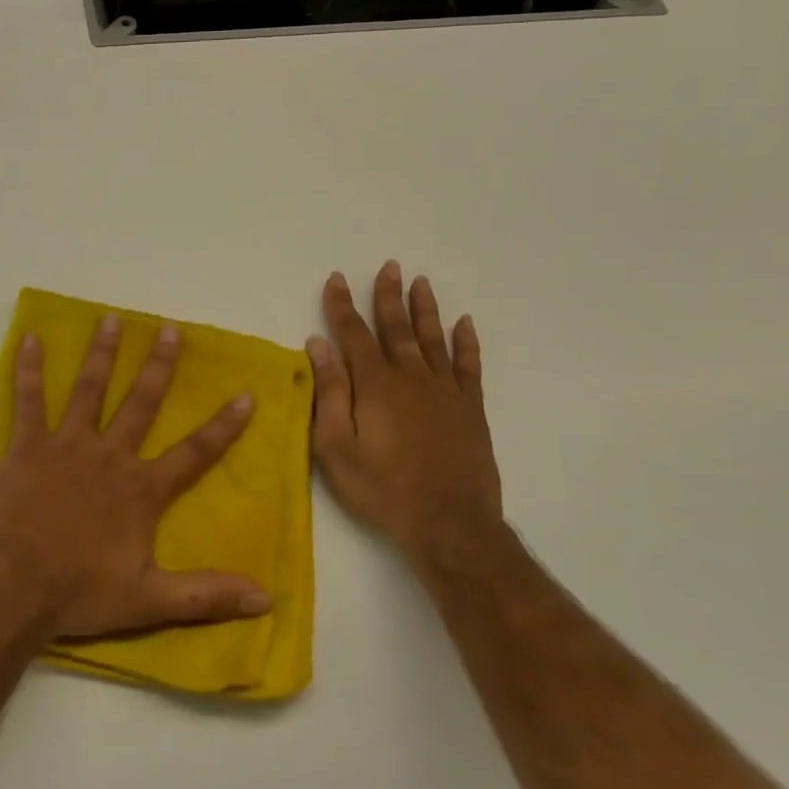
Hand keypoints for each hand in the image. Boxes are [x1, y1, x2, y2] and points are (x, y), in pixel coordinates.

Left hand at [0, 314, 272, 637]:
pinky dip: (29, 369)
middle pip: (140, 403)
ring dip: (102, 353)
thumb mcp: (151, 601)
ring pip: (90, 390)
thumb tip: (267, 599)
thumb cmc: (80, 592)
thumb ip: (208, 596)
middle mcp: (109, 456)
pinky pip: (28, 400)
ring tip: (112, 319)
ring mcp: (67, 445)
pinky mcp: (28, 446)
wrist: (13, 587)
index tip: (245, 394)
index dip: (223, 426)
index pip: (194, 452)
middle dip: (158, 365)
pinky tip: (30, 339)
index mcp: (141, 489)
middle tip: (168, 329)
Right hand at [308, 263, 504, 575]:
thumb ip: (329, 391)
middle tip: (390, 266)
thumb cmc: (381, 486)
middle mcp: (410, 376)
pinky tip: (464, 323)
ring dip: (425, 308)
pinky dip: (466, 342)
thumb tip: (318, 345)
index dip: (342, 305)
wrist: (448, 522)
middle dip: (388, 295)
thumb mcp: (335, 445)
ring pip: (433, 337)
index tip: (336, 279)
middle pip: (396, 326)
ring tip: (421, 282)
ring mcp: (444, 390)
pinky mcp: (470, 408)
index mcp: (374, 383)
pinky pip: (469, 365)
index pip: (353, 333)